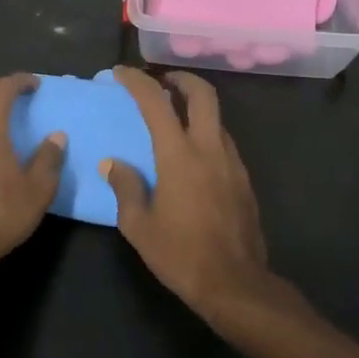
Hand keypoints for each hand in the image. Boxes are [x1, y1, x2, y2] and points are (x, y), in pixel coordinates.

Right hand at [101, 66, 269, 317]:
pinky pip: (224, 142)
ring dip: (196, 107)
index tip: (121, 73)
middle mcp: (209, 148)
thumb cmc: (181, 254)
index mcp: (179, 155)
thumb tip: (114, 164)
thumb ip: (125, 187)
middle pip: (203, 94)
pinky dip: (206, 132)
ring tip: (175, 117)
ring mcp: (232, 162)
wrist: (235, 284)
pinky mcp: (244, 179)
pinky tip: (193, 154)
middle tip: (162, 81)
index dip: (137, 81)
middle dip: (181, 78)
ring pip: (217, 118)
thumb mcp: (138, 225)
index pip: (156, 102)